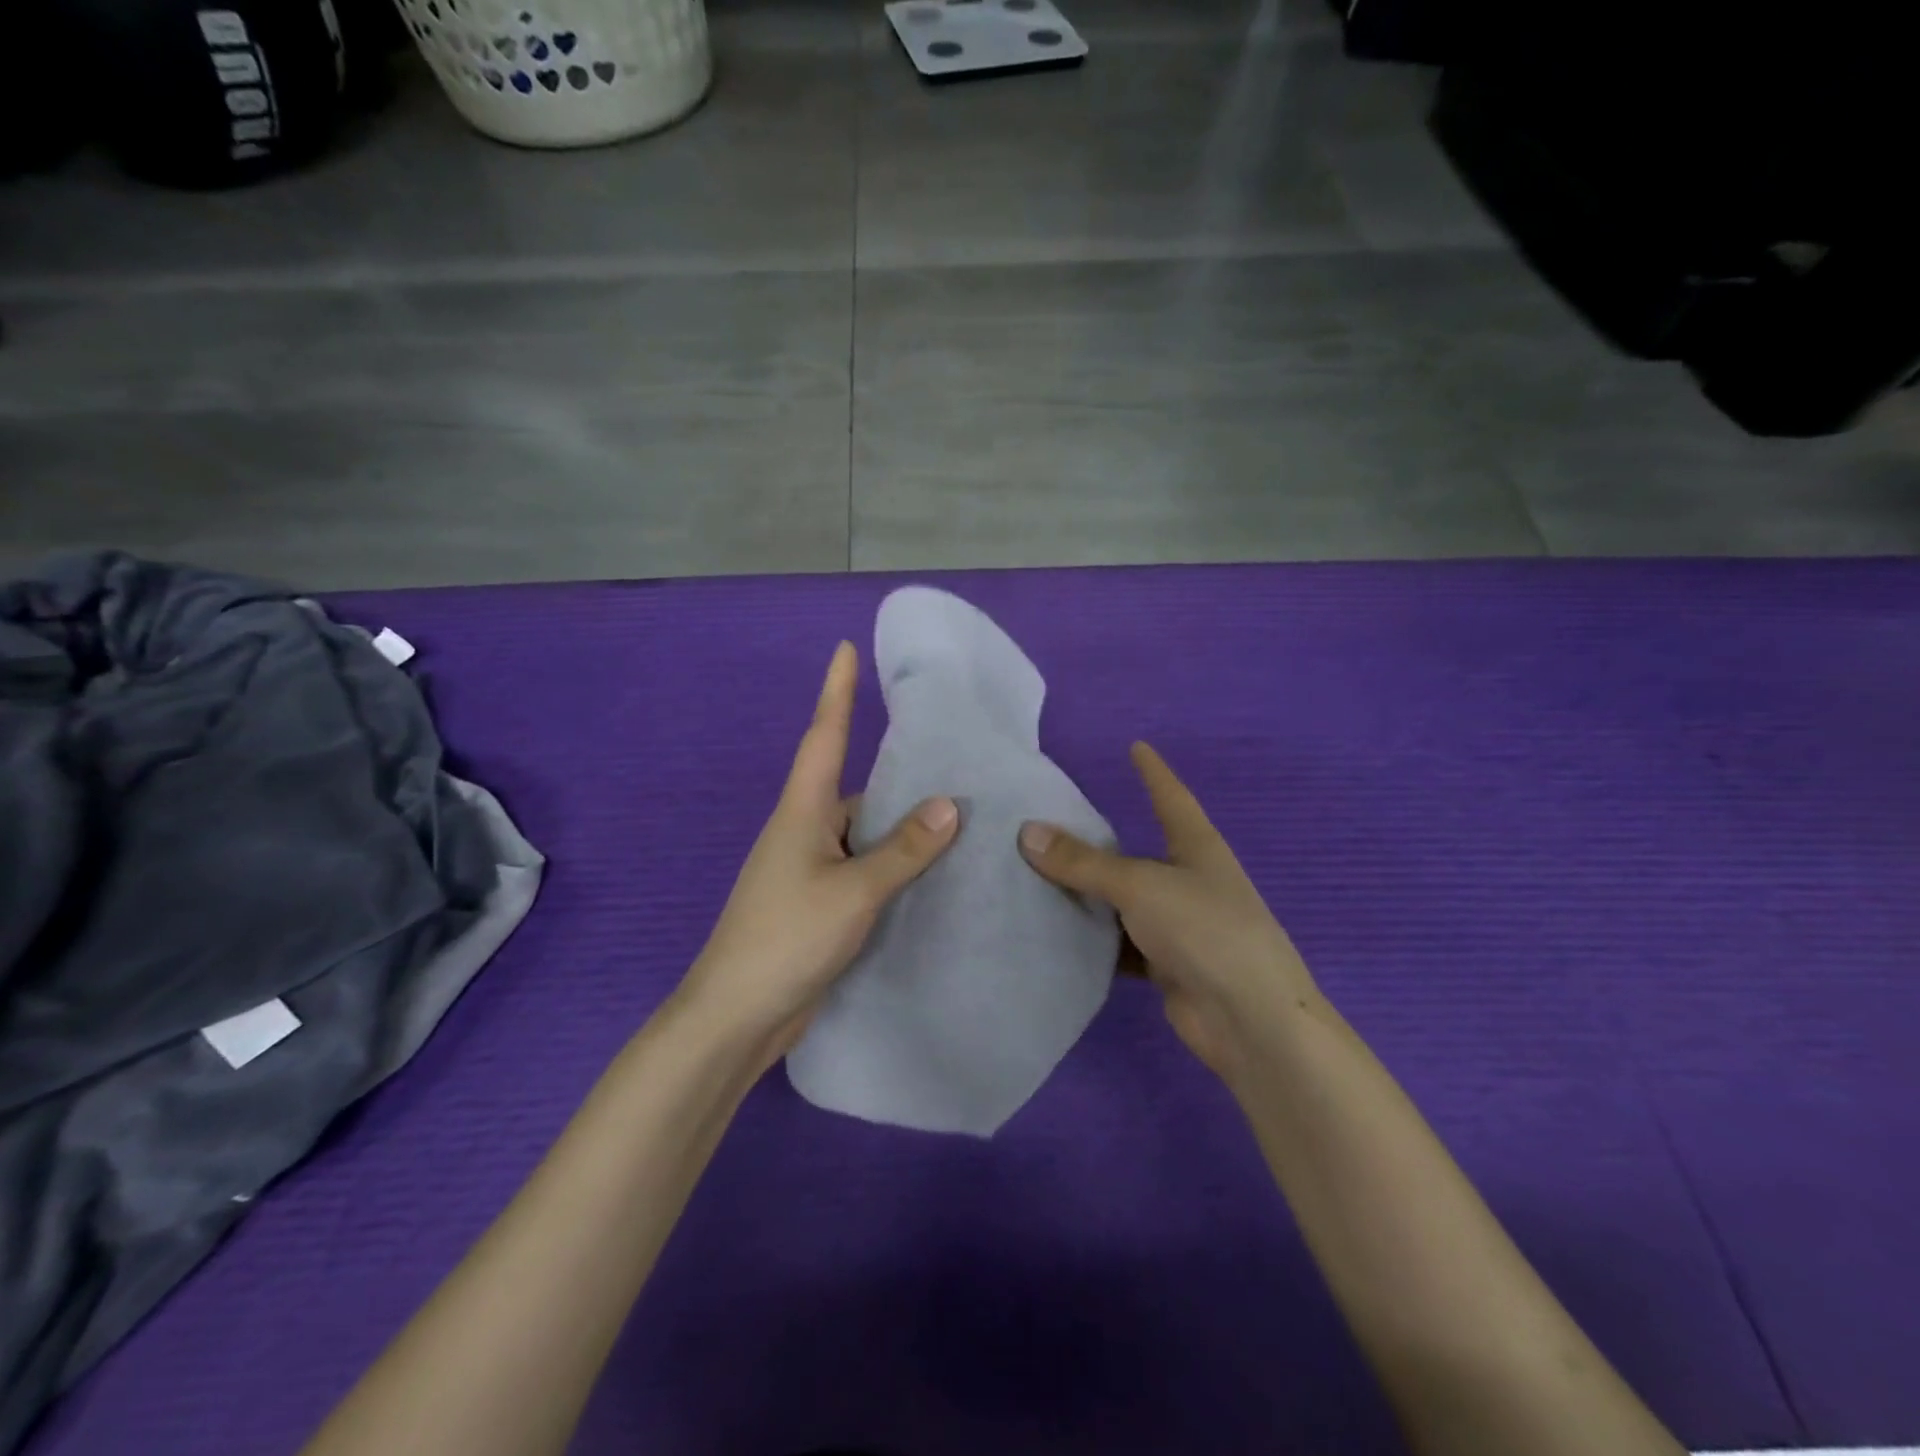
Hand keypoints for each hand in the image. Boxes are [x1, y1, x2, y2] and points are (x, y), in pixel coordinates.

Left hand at [677, 641, 959, 1069]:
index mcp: (802, 811)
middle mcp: (804, 830)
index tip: (845, 648)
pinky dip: (892, 864)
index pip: (824, 735)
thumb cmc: (788, 938)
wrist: (737, 1015)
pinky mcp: (818, 902)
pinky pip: (863, 867)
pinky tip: (929, 873)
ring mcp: (809, 868)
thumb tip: (950, 804)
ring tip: (960, 818)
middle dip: (897, 773)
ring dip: (900, 827)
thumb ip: (903, 850)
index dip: (837, 690)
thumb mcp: (854, 891)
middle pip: (855, 787)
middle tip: (954, 758)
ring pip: (863, 832)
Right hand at [1018, 742, 1314, 1078]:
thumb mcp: (1139, 885)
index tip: (1137, 746)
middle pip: (1136, 853)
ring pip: (1123, 903)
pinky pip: (1120, 944)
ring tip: (1034, 882)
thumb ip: (1083, 863)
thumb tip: (1027, 832)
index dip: (1153, 772)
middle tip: (1045, 827)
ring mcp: (1180, 926)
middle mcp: (1190, 881)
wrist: (1249, 1020)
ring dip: (1089, 898)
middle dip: (1097, 844)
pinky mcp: (1167, 965)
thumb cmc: (1204, 930)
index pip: (1170, 797)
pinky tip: (1056, 936)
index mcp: (1196, 848)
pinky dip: (1094, 941)